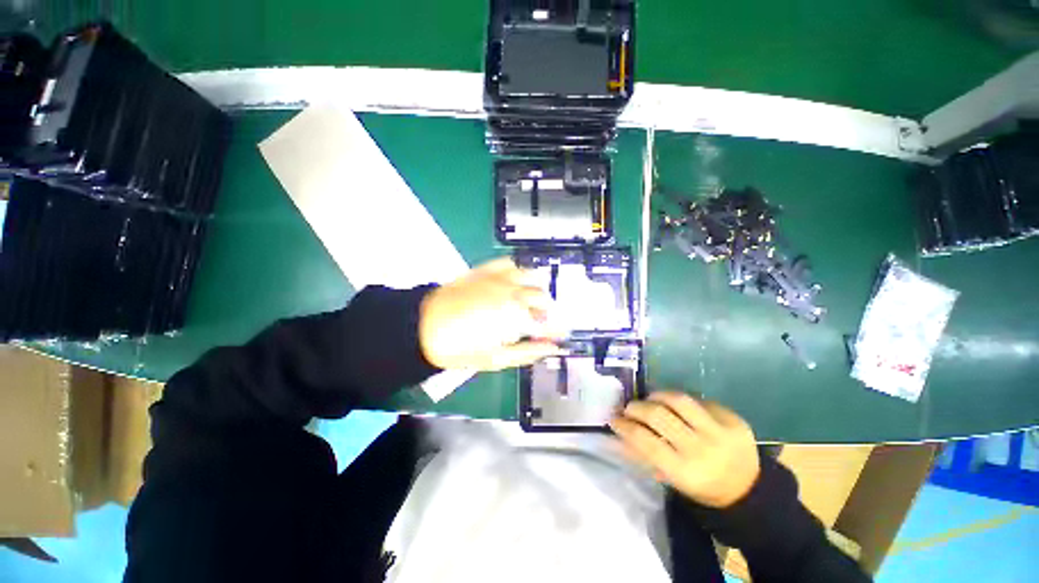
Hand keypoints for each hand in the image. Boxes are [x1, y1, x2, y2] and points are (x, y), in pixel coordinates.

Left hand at [419, 258, 565, 371]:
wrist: (424, 326)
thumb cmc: (459, 347)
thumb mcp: (496, 358)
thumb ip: (528, 352)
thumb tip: (552, 348)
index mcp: (515, 316)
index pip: (548, 321)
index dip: (556, 330)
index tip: (557, 336)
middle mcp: (512, 292)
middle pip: (543, 297)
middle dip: (546, 312)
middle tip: (536, 324)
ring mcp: (499, 277)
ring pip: (532, 276)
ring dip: (536, 289)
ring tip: (527, 302)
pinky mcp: (486, 269)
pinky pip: (510, 263)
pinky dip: (518, 272)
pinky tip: (513, 283)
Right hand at [610, 392, 760, 507]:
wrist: (749, 489)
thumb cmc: (703, 487)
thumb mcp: (673, 480)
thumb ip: (646, 456)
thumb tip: (619, 433)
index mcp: (685, 472)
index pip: (645, 441)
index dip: (625, 426)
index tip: (614, 419)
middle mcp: (701, 449)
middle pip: (659, 415)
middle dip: (637, 407)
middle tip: (629, 407)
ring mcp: (720, 431)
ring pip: (678, 400)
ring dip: (657, 396)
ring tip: (651, 399)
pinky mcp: (732, 418)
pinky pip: (699, 400)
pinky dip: (682, 401)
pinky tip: (677, 406)